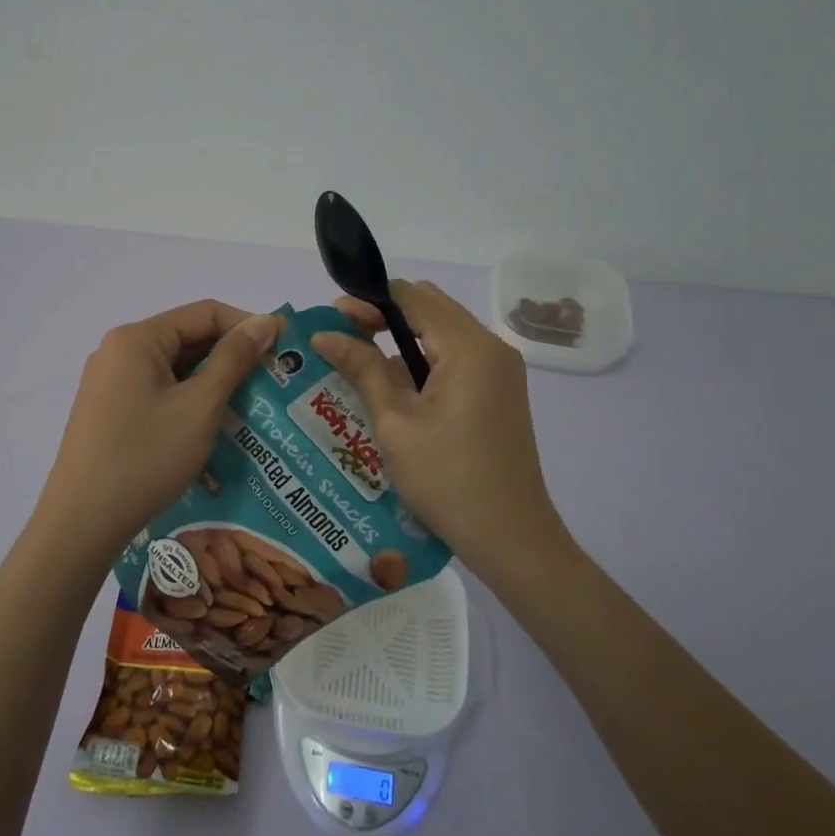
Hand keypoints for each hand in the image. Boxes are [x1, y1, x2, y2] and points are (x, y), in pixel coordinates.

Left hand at [34, 300, 279, 565]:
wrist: (82, 522)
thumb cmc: (146, 457)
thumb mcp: (199, 406)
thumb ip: (234, 359)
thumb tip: (264, 322)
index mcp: (137, 339)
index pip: (204, 313)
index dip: (247, 325)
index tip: (282, 350)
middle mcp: (118, 351)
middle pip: (187, 339)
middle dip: (230, 358)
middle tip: (271, 382)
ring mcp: (109, 382)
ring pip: (173, 369)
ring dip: (211, 383)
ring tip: (248, 407)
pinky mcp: (107, 411)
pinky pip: (157, 392)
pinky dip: (187, 402)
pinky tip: (211, 427)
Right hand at [311, 281, 572, 585]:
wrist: (511, 537)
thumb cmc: (447, 479)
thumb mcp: (395, 422)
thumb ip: (362, 369)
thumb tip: (323, 334)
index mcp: (469, 348)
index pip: (413, 297)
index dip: (369, 300)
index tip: (333, 317)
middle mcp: (491, 348)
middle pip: (430, 309)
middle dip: (384, 316)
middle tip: (343, 338)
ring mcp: (499, 370)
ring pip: (442, 334)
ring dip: (401, 339)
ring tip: (359, 362)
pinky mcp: (498, 391)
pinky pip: (454, 358)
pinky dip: (422, 361)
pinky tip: (393, 387)